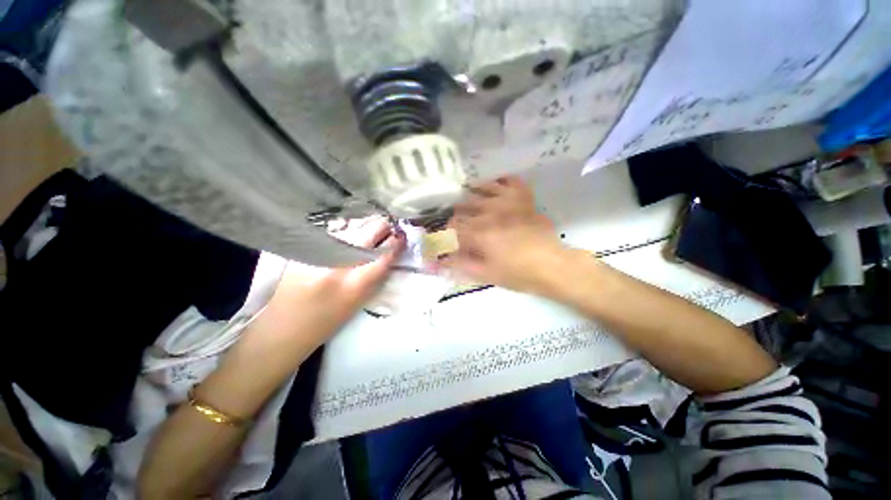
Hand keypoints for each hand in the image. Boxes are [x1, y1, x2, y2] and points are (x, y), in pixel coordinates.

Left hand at [243, 216, 403, 360]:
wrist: (280, 331)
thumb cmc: (325, 323)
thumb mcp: (357, 302)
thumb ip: (374, 276)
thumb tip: (388, 252)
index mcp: (354, 285)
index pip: (384, 254)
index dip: (396, 242)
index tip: (401, 236)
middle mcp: (336, 263)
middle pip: (367, 231)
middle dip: (382, 227)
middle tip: (388, 227)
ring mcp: (317, 252)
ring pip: (350, 226)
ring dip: (365, 225)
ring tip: (370, 228)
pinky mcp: (302, 248)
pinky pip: (332, 231)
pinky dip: (346, 228)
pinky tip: (349, 231)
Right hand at [443, 176, 567, 293]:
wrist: (552, 266)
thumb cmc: (518, 274)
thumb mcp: (487, 274)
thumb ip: (462, 265)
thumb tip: (442, 261)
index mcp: (479, 232)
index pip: (453, 227)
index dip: (447, 231)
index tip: (447, 237)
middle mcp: (490, 212)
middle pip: (465, 205)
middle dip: (457, 212)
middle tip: (457, 219)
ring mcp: (509, 202)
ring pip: (484, 188)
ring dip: (473, 190)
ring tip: (468, 191)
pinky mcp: (524, 199)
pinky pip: (511, 181)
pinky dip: (502, 180)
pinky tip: (497, 184)